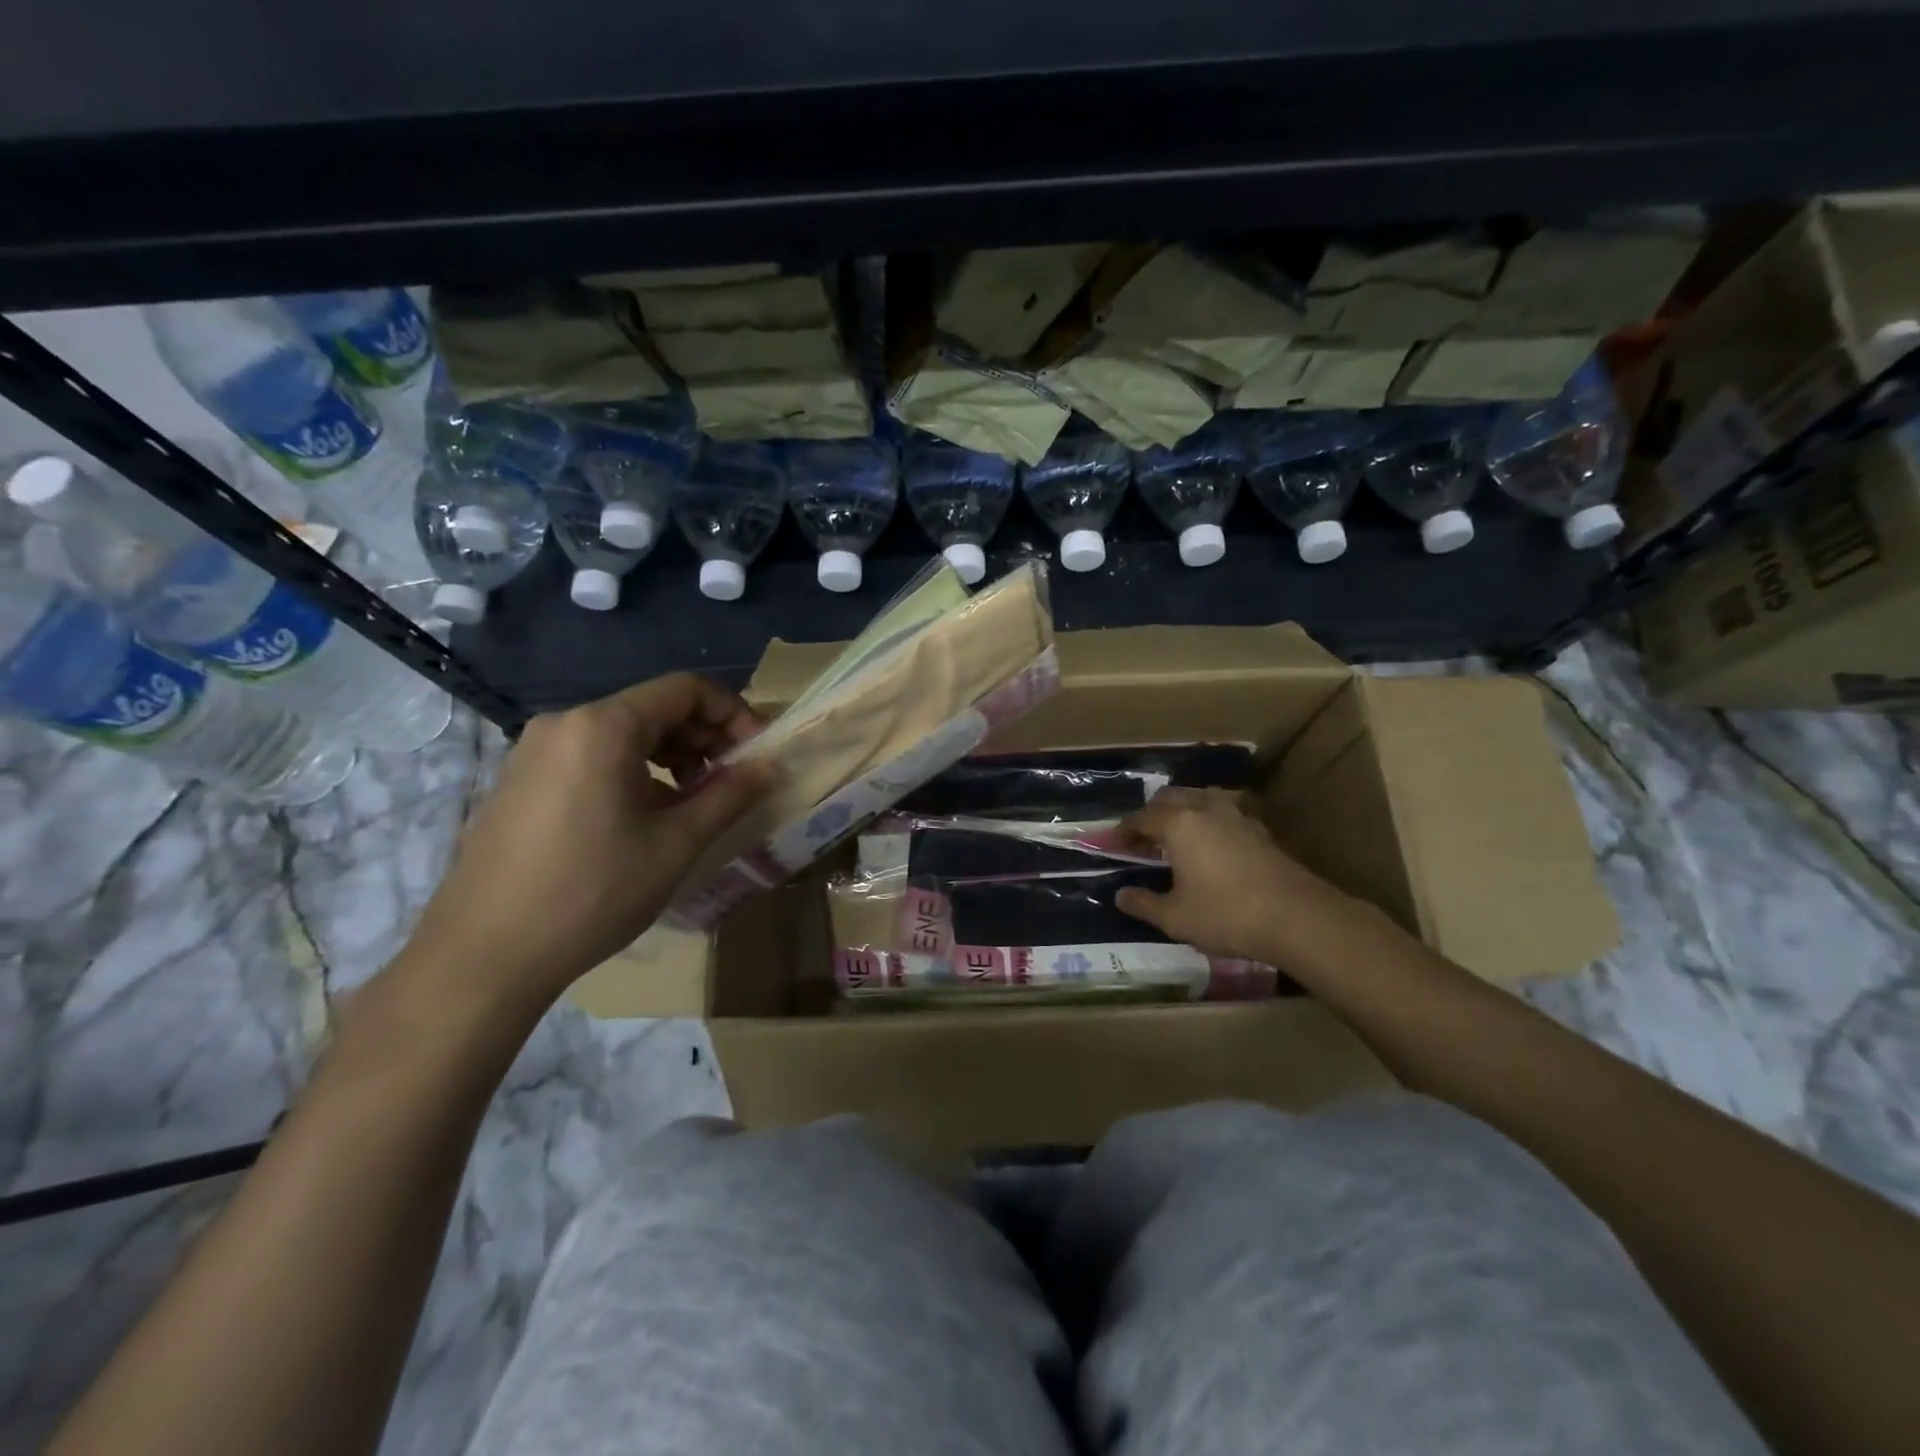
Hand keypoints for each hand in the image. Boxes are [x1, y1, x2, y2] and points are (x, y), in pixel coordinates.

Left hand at [403, 675, 775, 1006]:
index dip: (733, 714)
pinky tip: (645, 820)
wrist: (483, 957)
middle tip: (733, 783)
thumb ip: (731, 795)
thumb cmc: (593, 893)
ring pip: (623, 735)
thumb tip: (772, 765)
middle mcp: (565, 723)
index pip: (686, 690)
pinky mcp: (520, 781)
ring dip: (672, 758)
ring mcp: (534, 751)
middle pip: (654, 708)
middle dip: (705, 739)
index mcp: (604, 726)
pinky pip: (592, 758)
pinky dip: (634, 773)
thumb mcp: (677, 843)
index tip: (757, 754)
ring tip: (694, 805)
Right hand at [1112, 787, 1366, 965]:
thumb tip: (1120, 895)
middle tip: (1142, 840)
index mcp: (1179, 823)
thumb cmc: (1226, 914)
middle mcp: (1206, 809)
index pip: (1141, 818)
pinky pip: (1224, 813)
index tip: (1112, 846)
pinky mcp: (1260, 830)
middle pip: (1170, 798)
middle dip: (1151, 815)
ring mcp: (1237, 815)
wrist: (1298, 918)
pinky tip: (1211, 846)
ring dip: (1182, 812)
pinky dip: (1208, 822)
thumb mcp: (1175, 917)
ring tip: (1175, 837)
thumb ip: (1143, 903)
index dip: (1123, 832)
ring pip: (1200, 799)